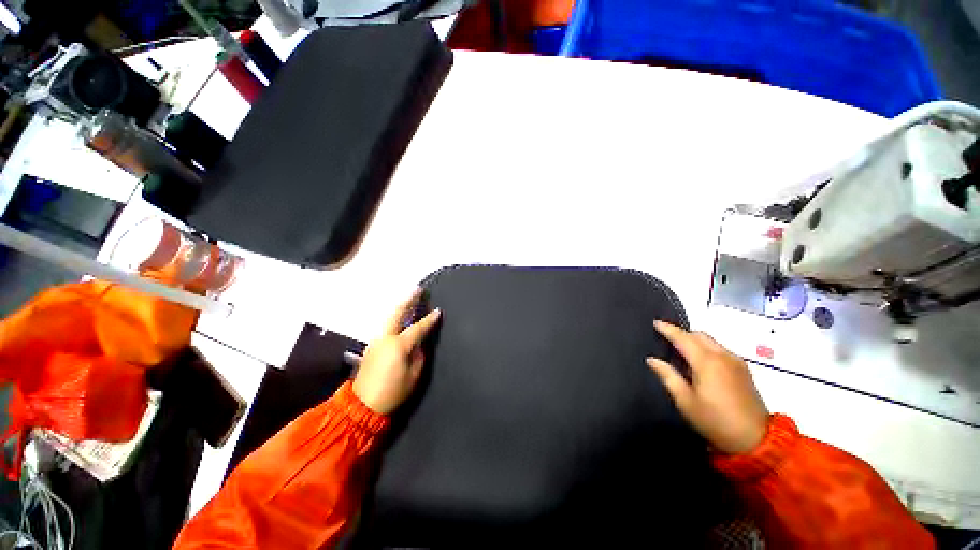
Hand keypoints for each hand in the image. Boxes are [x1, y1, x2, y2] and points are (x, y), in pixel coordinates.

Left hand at [353, 290, 441, 414]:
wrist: (362, 406)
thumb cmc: (393, 391)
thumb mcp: (414, 375)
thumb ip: (419, 354)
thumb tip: (419, 343)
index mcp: (399, 345)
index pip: (418, 328)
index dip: (429, 320)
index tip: (438, 311)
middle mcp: (386, 338)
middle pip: (397, 314)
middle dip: (408, 300)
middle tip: (417, 289)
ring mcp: (376, 341)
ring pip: (389, 318)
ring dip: (400, 307)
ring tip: (409, 299)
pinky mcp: (371, 346)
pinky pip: (385, 326)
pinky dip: (394, 318)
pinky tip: (399, 317)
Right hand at [646, 321, 768, 454]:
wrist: (756, 441)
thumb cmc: (715, 421)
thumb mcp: (685, 401)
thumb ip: (668, 376)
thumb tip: (652, 359)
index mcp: (707, 362)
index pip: (683, 338)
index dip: (668, 329)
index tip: (655, 322)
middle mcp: (723, 356)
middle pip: (699, 335)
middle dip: (682, 333)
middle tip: (666, 338)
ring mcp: (736, 362)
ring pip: (711, 341)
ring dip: (695, 340)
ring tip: (681, 350)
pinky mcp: (744, 370)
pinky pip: (720, 349)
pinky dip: (707, 348)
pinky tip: (700, 361)